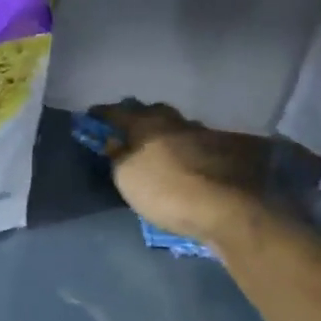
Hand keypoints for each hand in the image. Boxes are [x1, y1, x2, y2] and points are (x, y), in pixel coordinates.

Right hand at [92, 101, 269, 244]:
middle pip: (154, 112)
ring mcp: (205, 136)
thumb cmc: (165, 191)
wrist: (225, 209)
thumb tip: (114, 141)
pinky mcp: (227, 153)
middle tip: (130, 130)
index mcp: (148, 124)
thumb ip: (118, 156)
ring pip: (179, 127)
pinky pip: (198, 145)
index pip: (119, 112)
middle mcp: (176, 123)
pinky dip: (187, 150)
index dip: (103, 114)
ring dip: (167, 134)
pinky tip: (186, 162)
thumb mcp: (127, 178)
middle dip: (140, 117)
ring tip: (159, 147)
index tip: (92, 115)